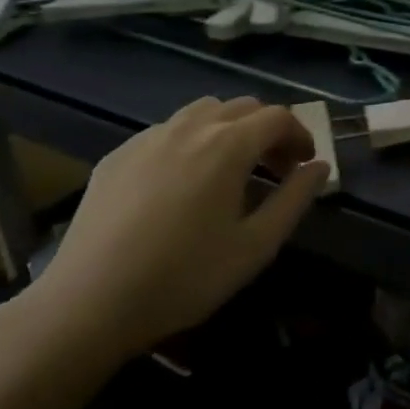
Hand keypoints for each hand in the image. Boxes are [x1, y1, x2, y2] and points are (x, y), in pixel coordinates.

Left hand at [13, 96, 329, 374]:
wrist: (90, 301)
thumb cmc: (185, 277)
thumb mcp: (255, 246)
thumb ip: (294, 200)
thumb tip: (319, 167)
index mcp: (228, 145)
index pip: (277, 117)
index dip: (300, 135)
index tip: (305, 165)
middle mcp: (189, 127)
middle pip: (242, 107)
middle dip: (268, 131)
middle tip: (275, 169)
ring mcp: (148, 137)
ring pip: (202, 112)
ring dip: (229, 129)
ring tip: (230, 170)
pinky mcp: (118, 154)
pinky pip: (166, 131)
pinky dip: (190, 142)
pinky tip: (182, 183)